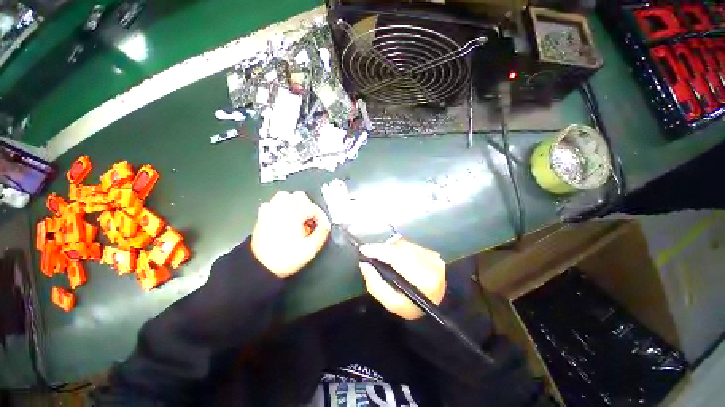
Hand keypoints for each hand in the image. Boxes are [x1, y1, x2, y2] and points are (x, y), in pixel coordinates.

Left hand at [251, 191, 330, 277]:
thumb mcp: (310, 250)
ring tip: (297, 217)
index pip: (312, 207)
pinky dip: (279, 207)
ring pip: (284, 196)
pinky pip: (271, 203)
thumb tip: (325, 224)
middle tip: (309, 220)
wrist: (259, 268)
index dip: (320, 216)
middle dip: (308, 206)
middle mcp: (281, 210)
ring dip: (294, 204)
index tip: (321, 226)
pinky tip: (283, 218)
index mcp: (294, 216)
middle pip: (298, 196)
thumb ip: (321, 234)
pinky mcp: (261, 216)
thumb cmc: (285, 259)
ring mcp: (269, 212)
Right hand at [359, 239, 445, 319]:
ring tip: (380, 254)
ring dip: (389, 248)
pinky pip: (408, 245)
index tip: (363, 250)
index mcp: (423, 278)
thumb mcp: (394, 304)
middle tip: (369, 252)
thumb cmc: (415, 308)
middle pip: (399, 248)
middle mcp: (428, 261)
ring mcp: (430, 254)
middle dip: (381, 248)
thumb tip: (365, 265)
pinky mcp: (430, 251)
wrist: (442, 303)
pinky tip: (393, 255)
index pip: (397, 258)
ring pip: (403, 244)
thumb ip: (376, 285)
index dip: (379, 251)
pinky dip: (397, 248)